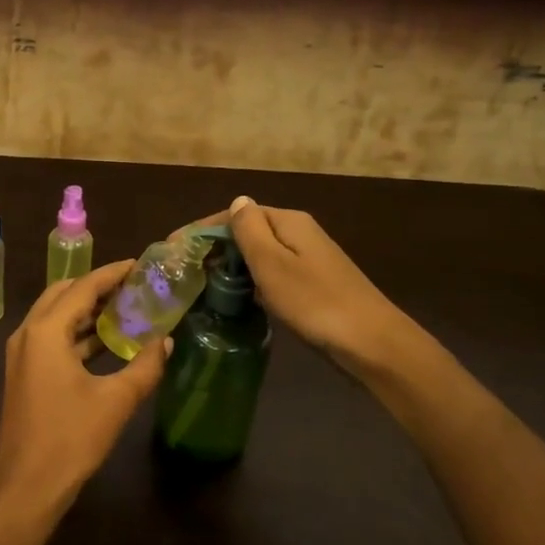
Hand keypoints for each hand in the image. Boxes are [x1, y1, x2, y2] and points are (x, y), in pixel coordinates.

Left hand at [0, 259, 168, 513]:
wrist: (26, 486)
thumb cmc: (70, 439)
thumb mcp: (115, 401)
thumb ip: (144, 366)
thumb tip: (165, 341)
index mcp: (45, 331)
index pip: (83, 287)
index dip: (112, 273)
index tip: (139, 264)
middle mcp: (28, 333)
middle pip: (63, 294)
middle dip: (97, 286)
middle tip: (133, 286)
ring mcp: (22, 354)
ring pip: (55, 316)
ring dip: (86, 310)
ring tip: (125, 308)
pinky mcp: (24, 373)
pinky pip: (52, 338)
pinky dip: (77, 333)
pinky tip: (106, 341)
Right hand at [185, 196, 403, 366]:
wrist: (372, 343)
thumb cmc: (314, 301)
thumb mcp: (272, 263)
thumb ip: (249, 230)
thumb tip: (237, 201)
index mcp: (287, 221)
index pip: (235, 214)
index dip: (202, 230)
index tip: (173, 249)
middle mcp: (298, 233)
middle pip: (247, 232)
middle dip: (215, 248)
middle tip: (185, 272)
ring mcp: (308, 259)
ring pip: (259, 255)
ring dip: (232, 266)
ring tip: (203, 286)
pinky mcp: (313, 284)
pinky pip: (272, 274)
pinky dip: (252, 282)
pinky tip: (239, 299)